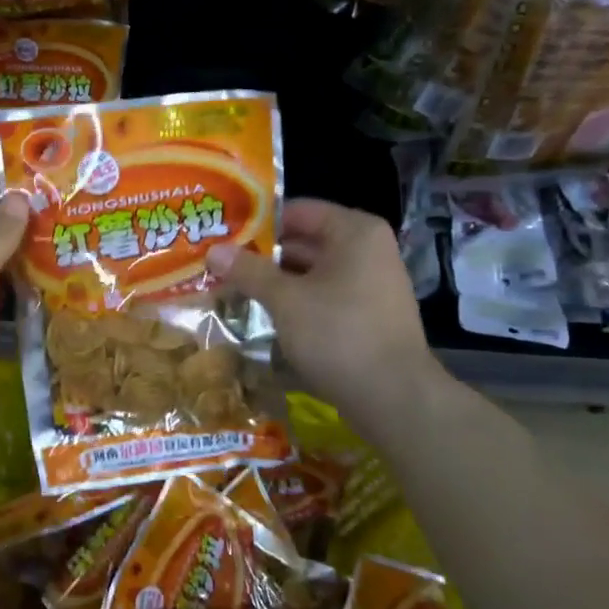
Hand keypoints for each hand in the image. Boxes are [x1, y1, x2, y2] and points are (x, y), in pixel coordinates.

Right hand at [209, 199, 447, 437]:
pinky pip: (324, 295)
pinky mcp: (368, 314)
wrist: (394, 397)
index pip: (297, 210)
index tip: (223, 234)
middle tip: (220, 263)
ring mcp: (372, 283)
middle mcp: (368, 250)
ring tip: (233, 288)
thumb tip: (213, 251)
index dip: (257, 222)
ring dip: (276, 280)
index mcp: (354, 232)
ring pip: (312, 271)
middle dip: (263, 254)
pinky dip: (296, 300)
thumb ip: (248, 271)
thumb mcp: (285, 299)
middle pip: (305, 240)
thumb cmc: (338, 334)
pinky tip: (265, 313)